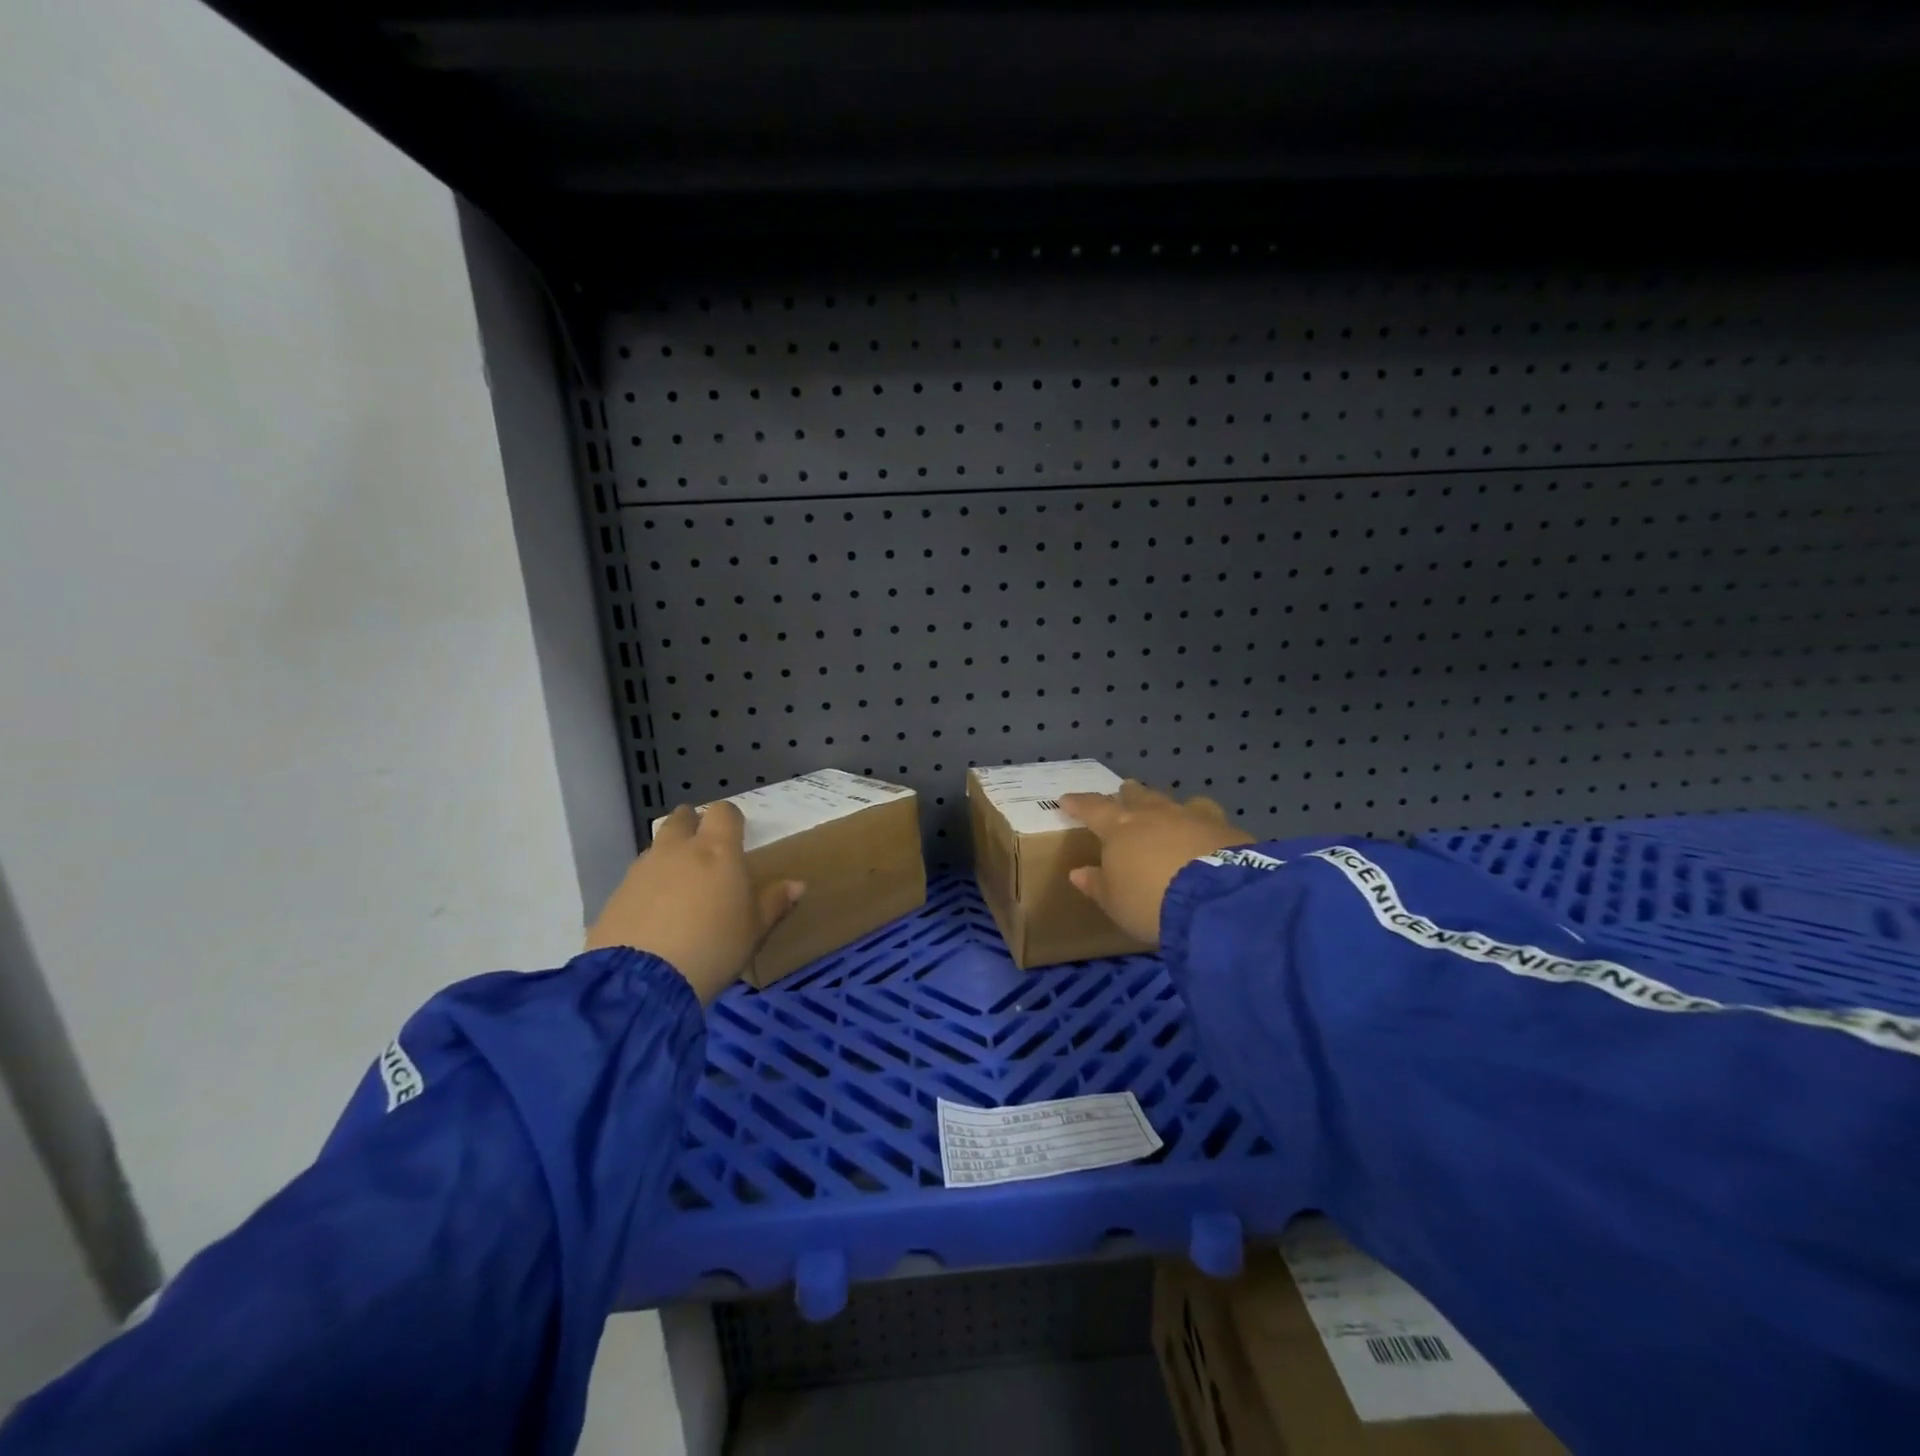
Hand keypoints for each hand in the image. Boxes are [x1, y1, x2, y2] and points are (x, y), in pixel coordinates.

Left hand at [585, 802, 804, 1003]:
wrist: (643, 981)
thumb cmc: (713, 947)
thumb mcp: (754, 930)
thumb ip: (774, 903)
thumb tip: (797, 885)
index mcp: (717, 850)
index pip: (723, 812)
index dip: (730, 819)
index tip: (737, 837)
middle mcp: (678, 849)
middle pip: (682, 818)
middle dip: (693, 825)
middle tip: (705, 851)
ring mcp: (642, 869)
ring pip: (657, 846)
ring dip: (669, 855)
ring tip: (680, 888)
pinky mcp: (617, 894)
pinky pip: (638, 877)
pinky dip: (648, 885)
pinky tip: (655, 915)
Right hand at [1059, 781, 1253, 944]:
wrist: (1215, 898)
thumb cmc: (1150, 901)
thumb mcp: (1115, 902)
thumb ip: (1097, 884)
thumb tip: (1078, 872)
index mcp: (1120, 828)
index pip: (1093, 809)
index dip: (1078, 804)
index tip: (1066, 799)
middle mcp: (1154, 814)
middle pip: (1137, 796)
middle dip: (1128, 794)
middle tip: (1123, 791)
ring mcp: (1191, 816)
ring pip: (1173, 801)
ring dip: (1165, 804)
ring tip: (1166, 808)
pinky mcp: (1224, 827)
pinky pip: (1207, 816)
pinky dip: (1200, 822)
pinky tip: (1206, 831)